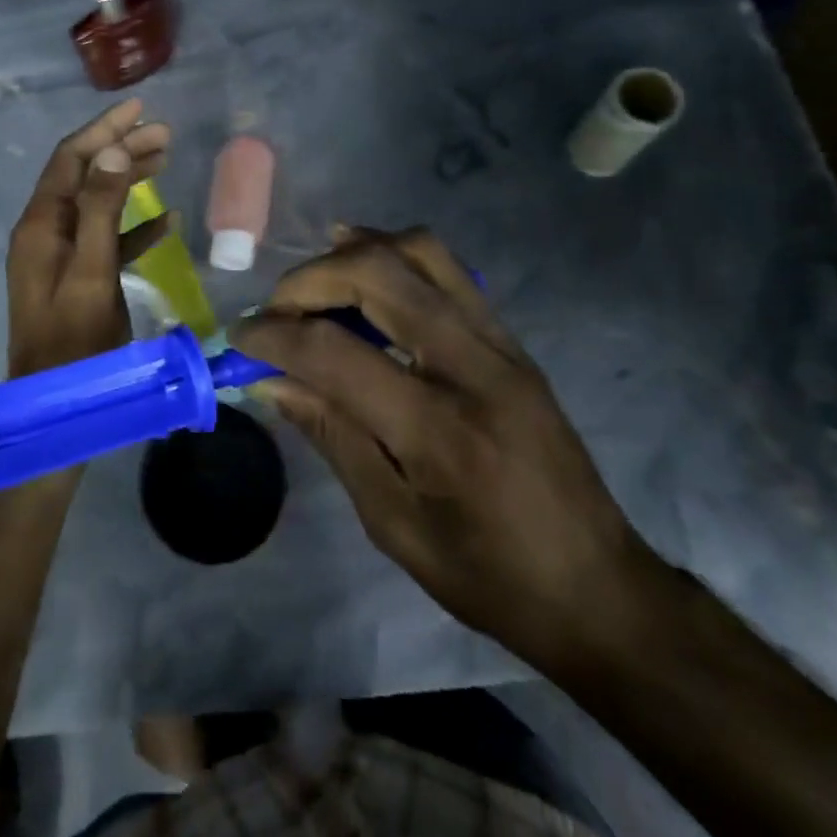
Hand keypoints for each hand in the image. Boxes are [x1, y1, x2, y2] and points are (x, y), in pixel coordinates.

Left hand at [6, 99, 173, 379]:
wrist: (57, 406)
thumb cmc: (74, 340)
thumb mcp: (91, 271)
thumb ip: (101, 208)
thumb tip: (114, 149)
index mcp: (41, 224)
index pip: (71, 158)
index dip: (104, 129)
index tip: (141, 108)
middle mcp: (47, 231)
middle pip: (86, 174)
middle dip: (123, 148)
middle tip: (166, 133)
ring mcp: (62, 255)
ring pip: (99, 202)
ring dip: (130, 179)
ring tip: (167, 159)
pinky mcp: (80, 277)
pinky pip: (109, 238)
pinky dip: (135, 224)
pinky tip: (166, 219)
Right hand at [231, 227, 661, 666]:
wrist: (598, 585)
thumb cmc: (489, 574)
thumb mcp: (394, 525)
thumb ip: (332, 436)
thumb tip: (271, 380)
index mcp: (438, 429)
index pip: (336, 353)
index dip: (274, 336)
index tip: (238, 337)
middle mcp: (471, 366)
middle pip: (378, 275)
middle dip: (310, 280)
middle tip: (276, 309)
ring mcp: (498, 342)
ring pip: (418, 251)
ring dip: (356, 251)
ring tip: (316, 277)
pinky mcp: (509, 338)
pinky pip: (447, 268)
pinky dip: (395, 255)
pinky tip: (365, 271)